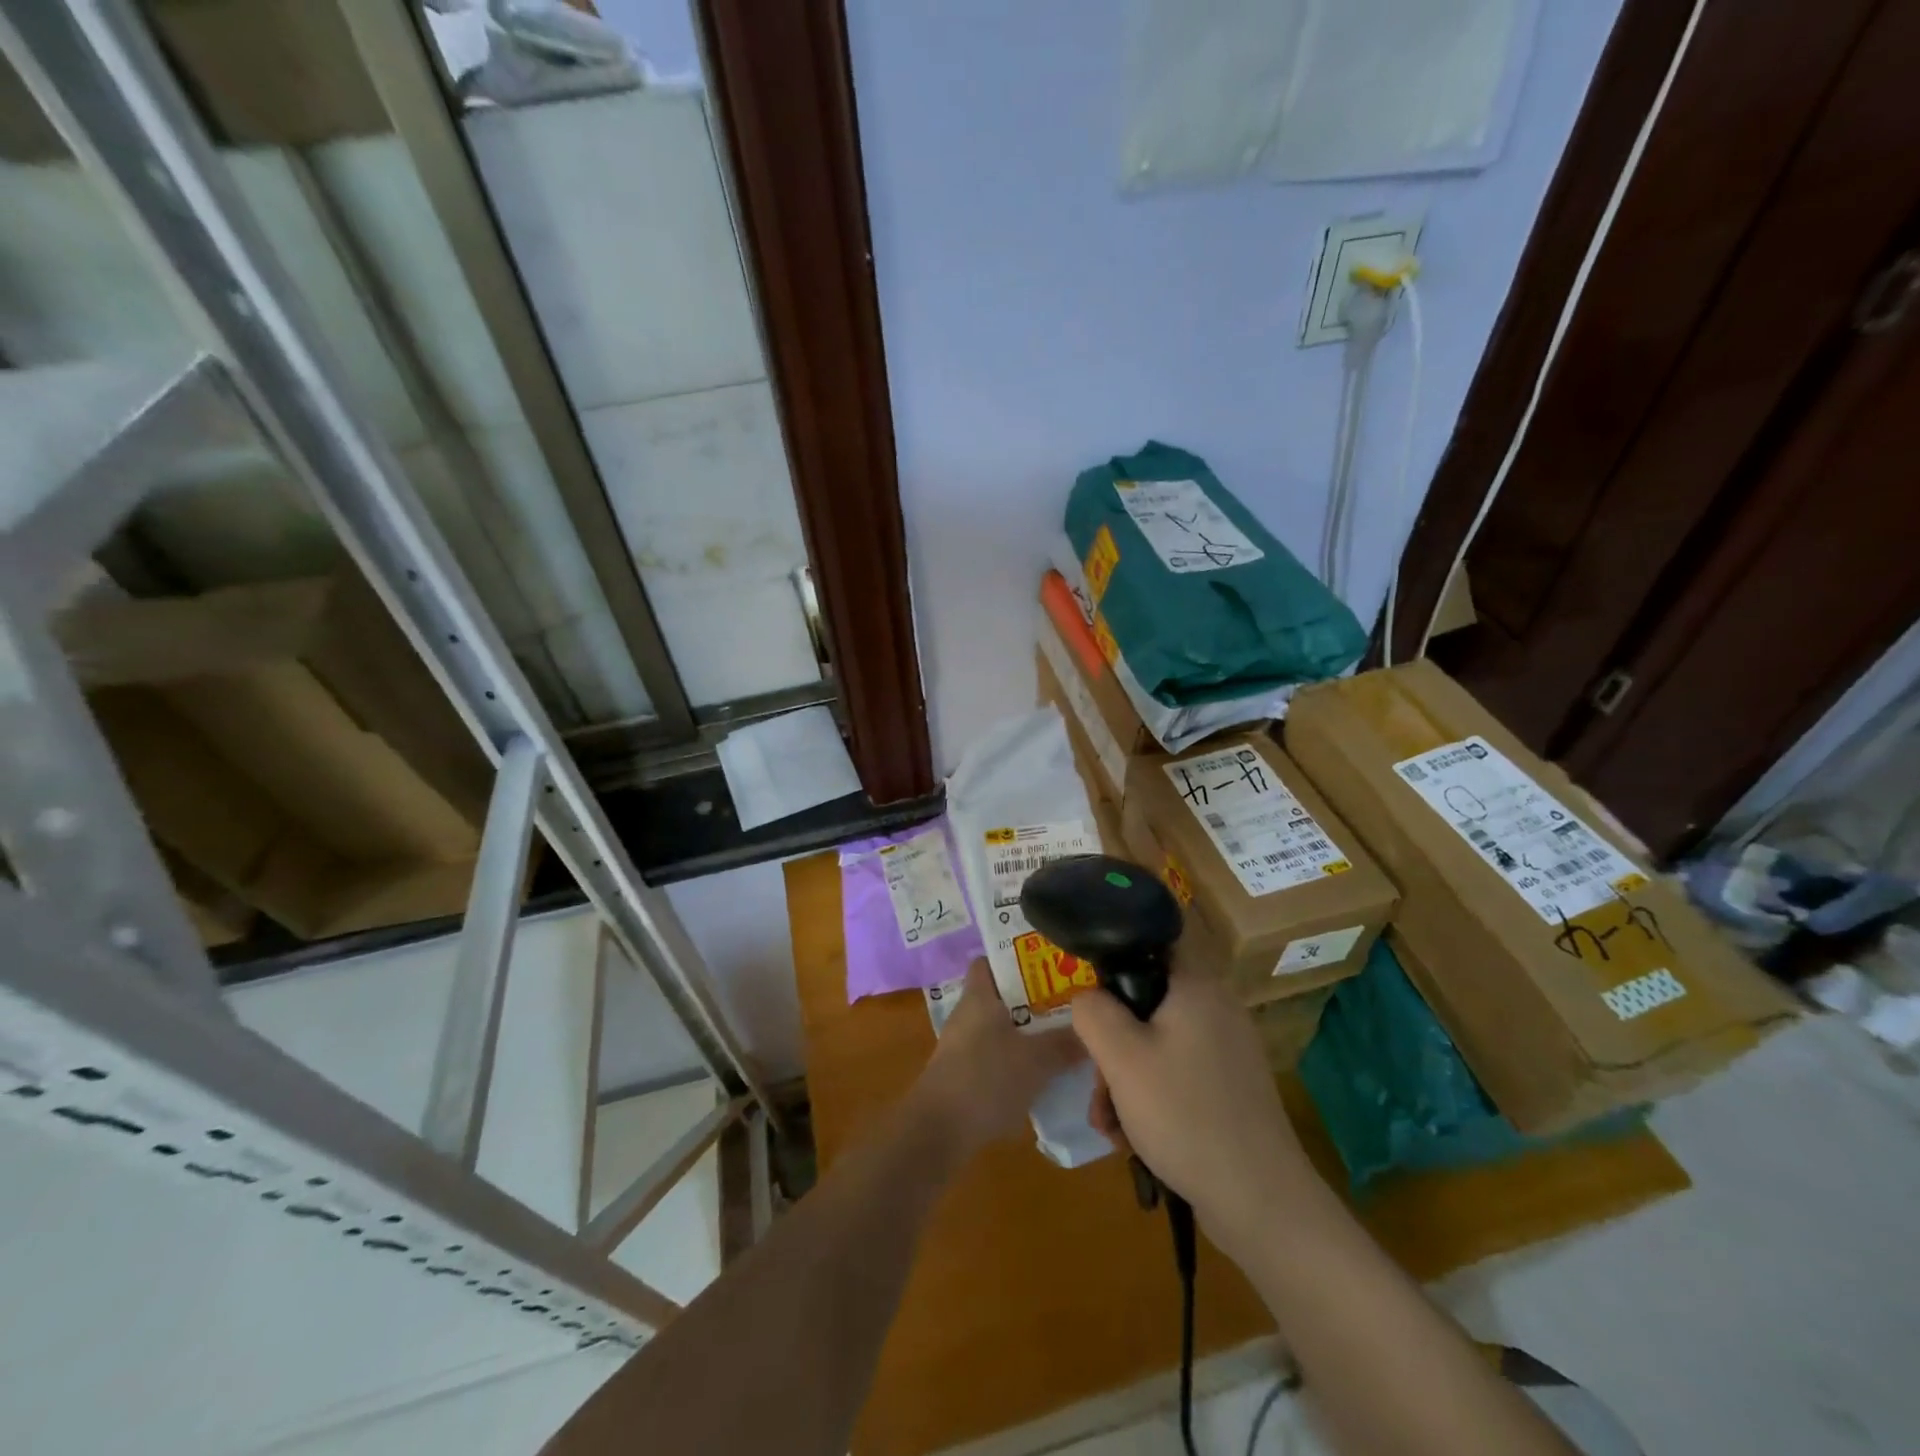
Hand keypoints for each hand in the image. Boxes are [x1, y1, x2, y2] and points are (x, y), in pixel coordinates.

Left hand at [914, 959, 1085, 1155]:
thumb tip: (1091, 1031)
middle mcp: (968, 1014)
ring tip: (1063, 1041)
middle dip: (1034, 1001)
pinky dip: (1016, 1062)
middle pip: (1002, 996)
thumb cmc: (987, 1078)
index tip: (1048, 966)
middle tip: (1068, 1005)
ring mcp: (962, 1045)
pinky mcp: (963, 1074)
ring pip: (1001, 1029)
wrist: (940, 1130)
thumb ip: (1065, 1043)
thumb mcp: (1037, 1060)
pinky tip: (1041, 1076)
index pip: (990, 961)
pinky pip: (995, 1057)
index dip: (1016, 959)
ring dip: (1027, 1035)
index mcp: (979, 996)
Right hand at [1071, 967, 1324, 1257]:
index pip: (1154, 939)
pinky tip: (1131, 1138)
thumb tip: (1087, 996)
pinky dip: (1149, 1096)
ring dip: (1123, 1077)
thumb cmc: (1184, 1114)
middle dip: (1111, 1042)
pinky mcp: (1229, 1087)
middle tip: (1096, 1082)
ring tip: (1108, 1123)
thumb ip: (1092, 1012)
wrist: (1259, 1202)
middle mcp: (1216, 1008)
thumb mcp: (1121, 1057)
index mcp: (1197, 986)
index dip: (1116, 952)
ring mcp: (1226, 1050)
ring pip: (1156, 1043)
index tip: (1089, 988)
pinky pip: (1176, 1074)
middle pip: (1147, 1001)